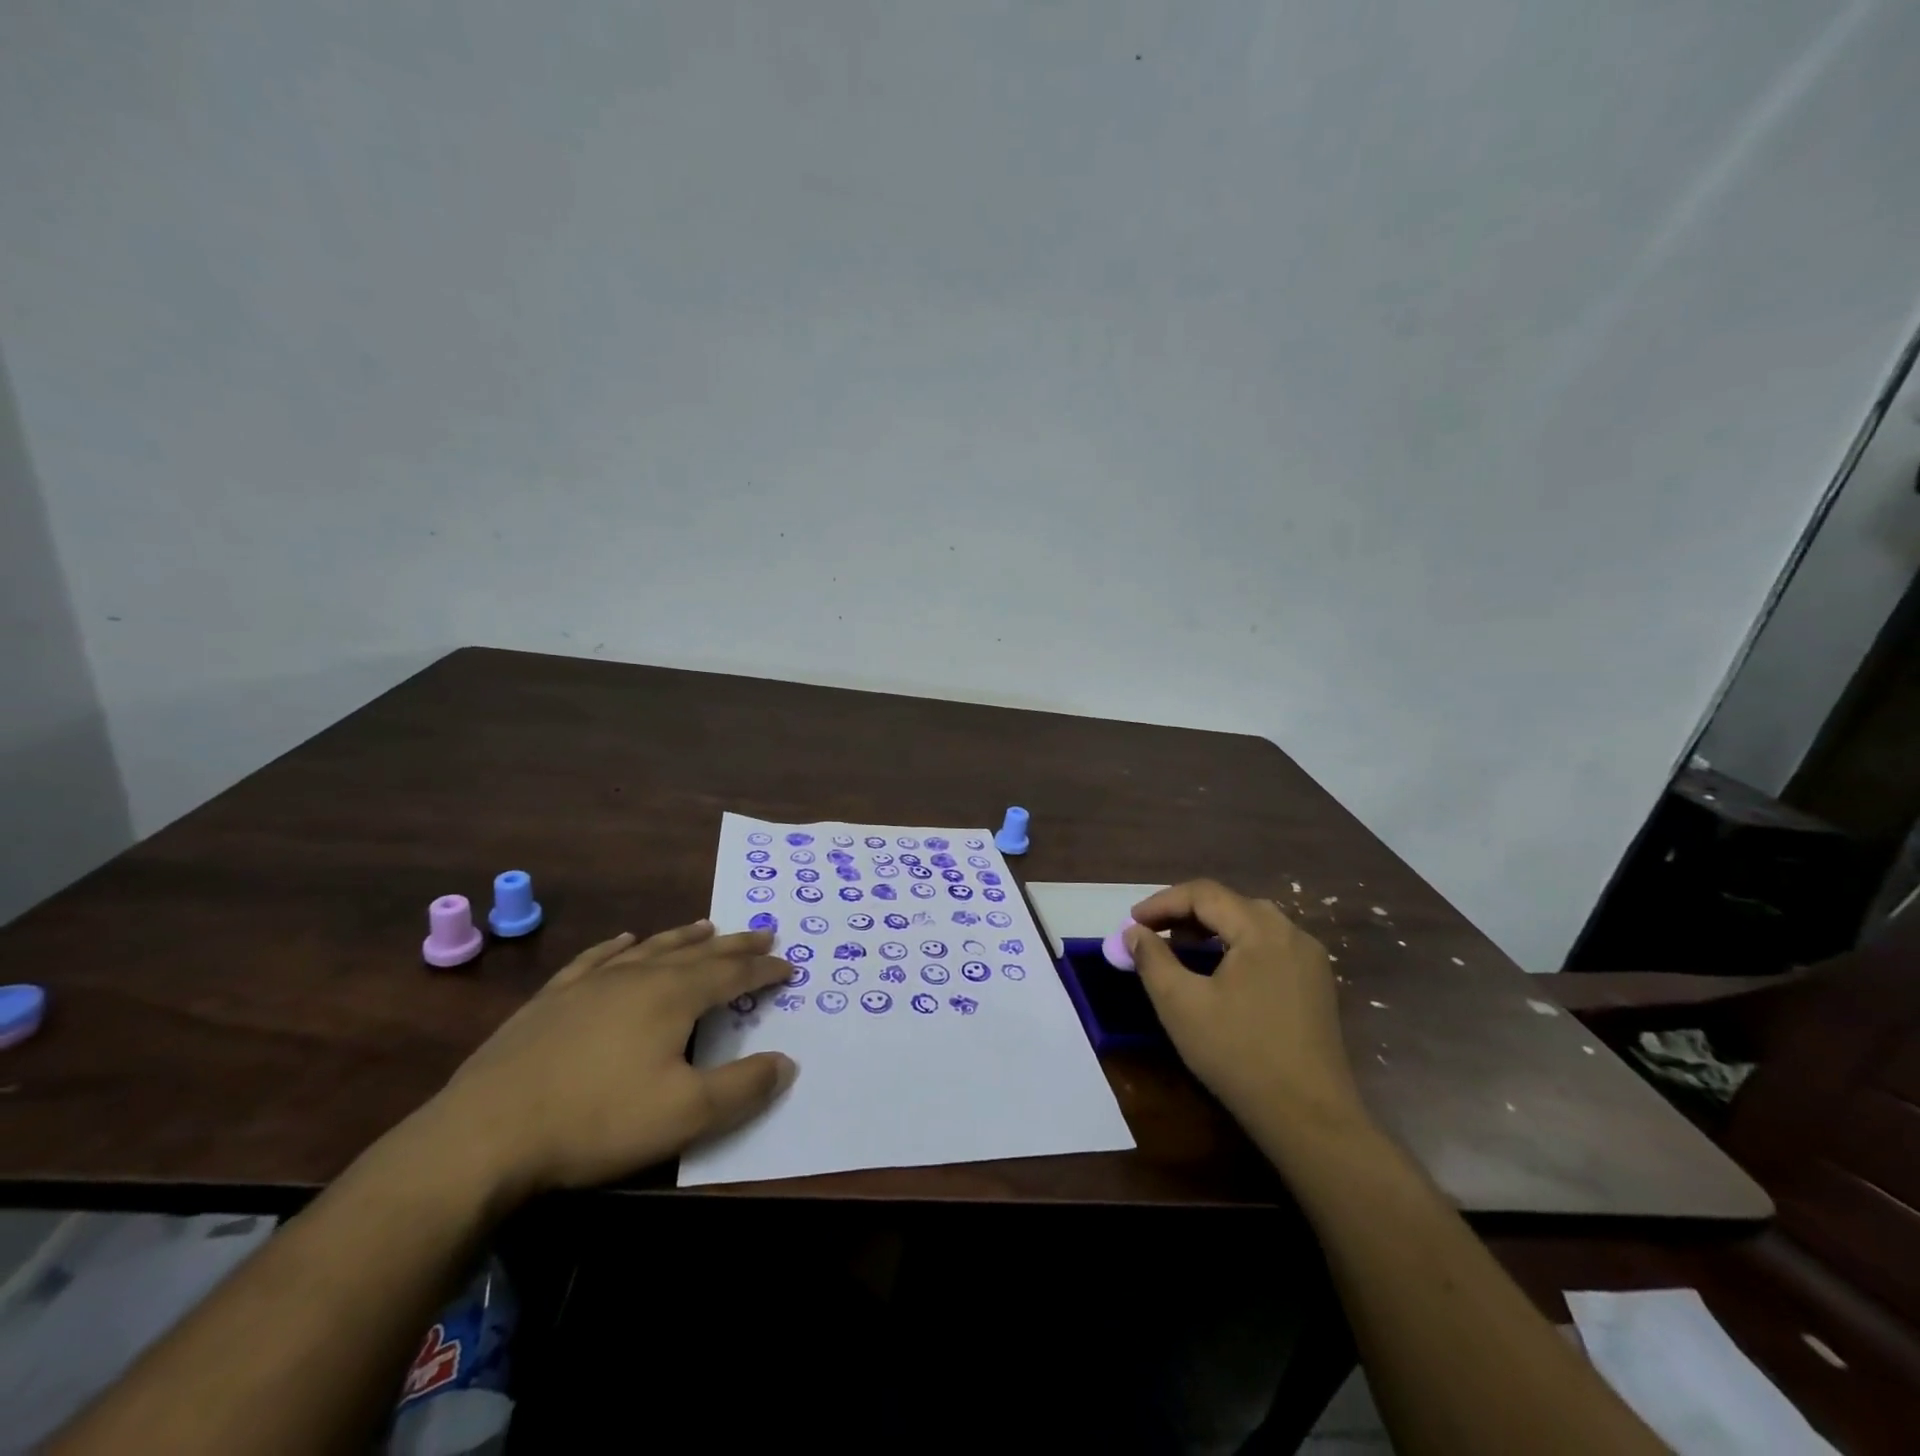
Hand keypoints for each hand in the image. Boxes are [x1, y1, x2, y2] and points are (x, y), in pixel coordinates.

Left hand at [425, 921, 796, 1200]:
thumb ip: (743, 1087)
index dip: (764, 970)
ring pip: (651, 947)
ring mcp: (591, 982)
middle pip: (698, 951)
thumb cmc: (595, 1121)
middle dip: (735, 944)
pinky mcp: (552, 998)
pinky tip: (625, 939)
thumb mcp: (685, 1114)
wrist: (483, 1135)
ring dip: (685, 936)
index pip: (732, 973)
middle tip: (764, 932)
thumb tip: (787, 1062)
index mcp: (673, 996)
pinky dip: (619, 945)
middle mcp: (637, 976)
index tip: (789, 967)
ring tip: (707, 925)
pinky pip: (597, 958)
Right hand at [1128, 880, 1367, 1138]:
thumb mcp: (1181, 1005)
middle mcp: (1292, 933)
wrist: (1310, 1119)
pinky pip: (1268, 948)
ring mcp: (1310, 960)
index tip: (1131, 923)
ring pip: (1250, 925)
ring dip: (1210, 931)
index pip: (1204, 894)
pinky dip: (1235, 949)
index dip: (1162, 903)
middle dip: (1185, 915)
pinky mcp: (1316, 986)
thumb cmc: (1239, 1055)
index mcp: (1262, 930)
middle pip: (1229, 904)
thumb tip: (1134, 933)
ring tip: (1180, 953)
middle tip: (1152, 936)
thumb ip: (1152, 959)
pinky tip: (1218, 976)